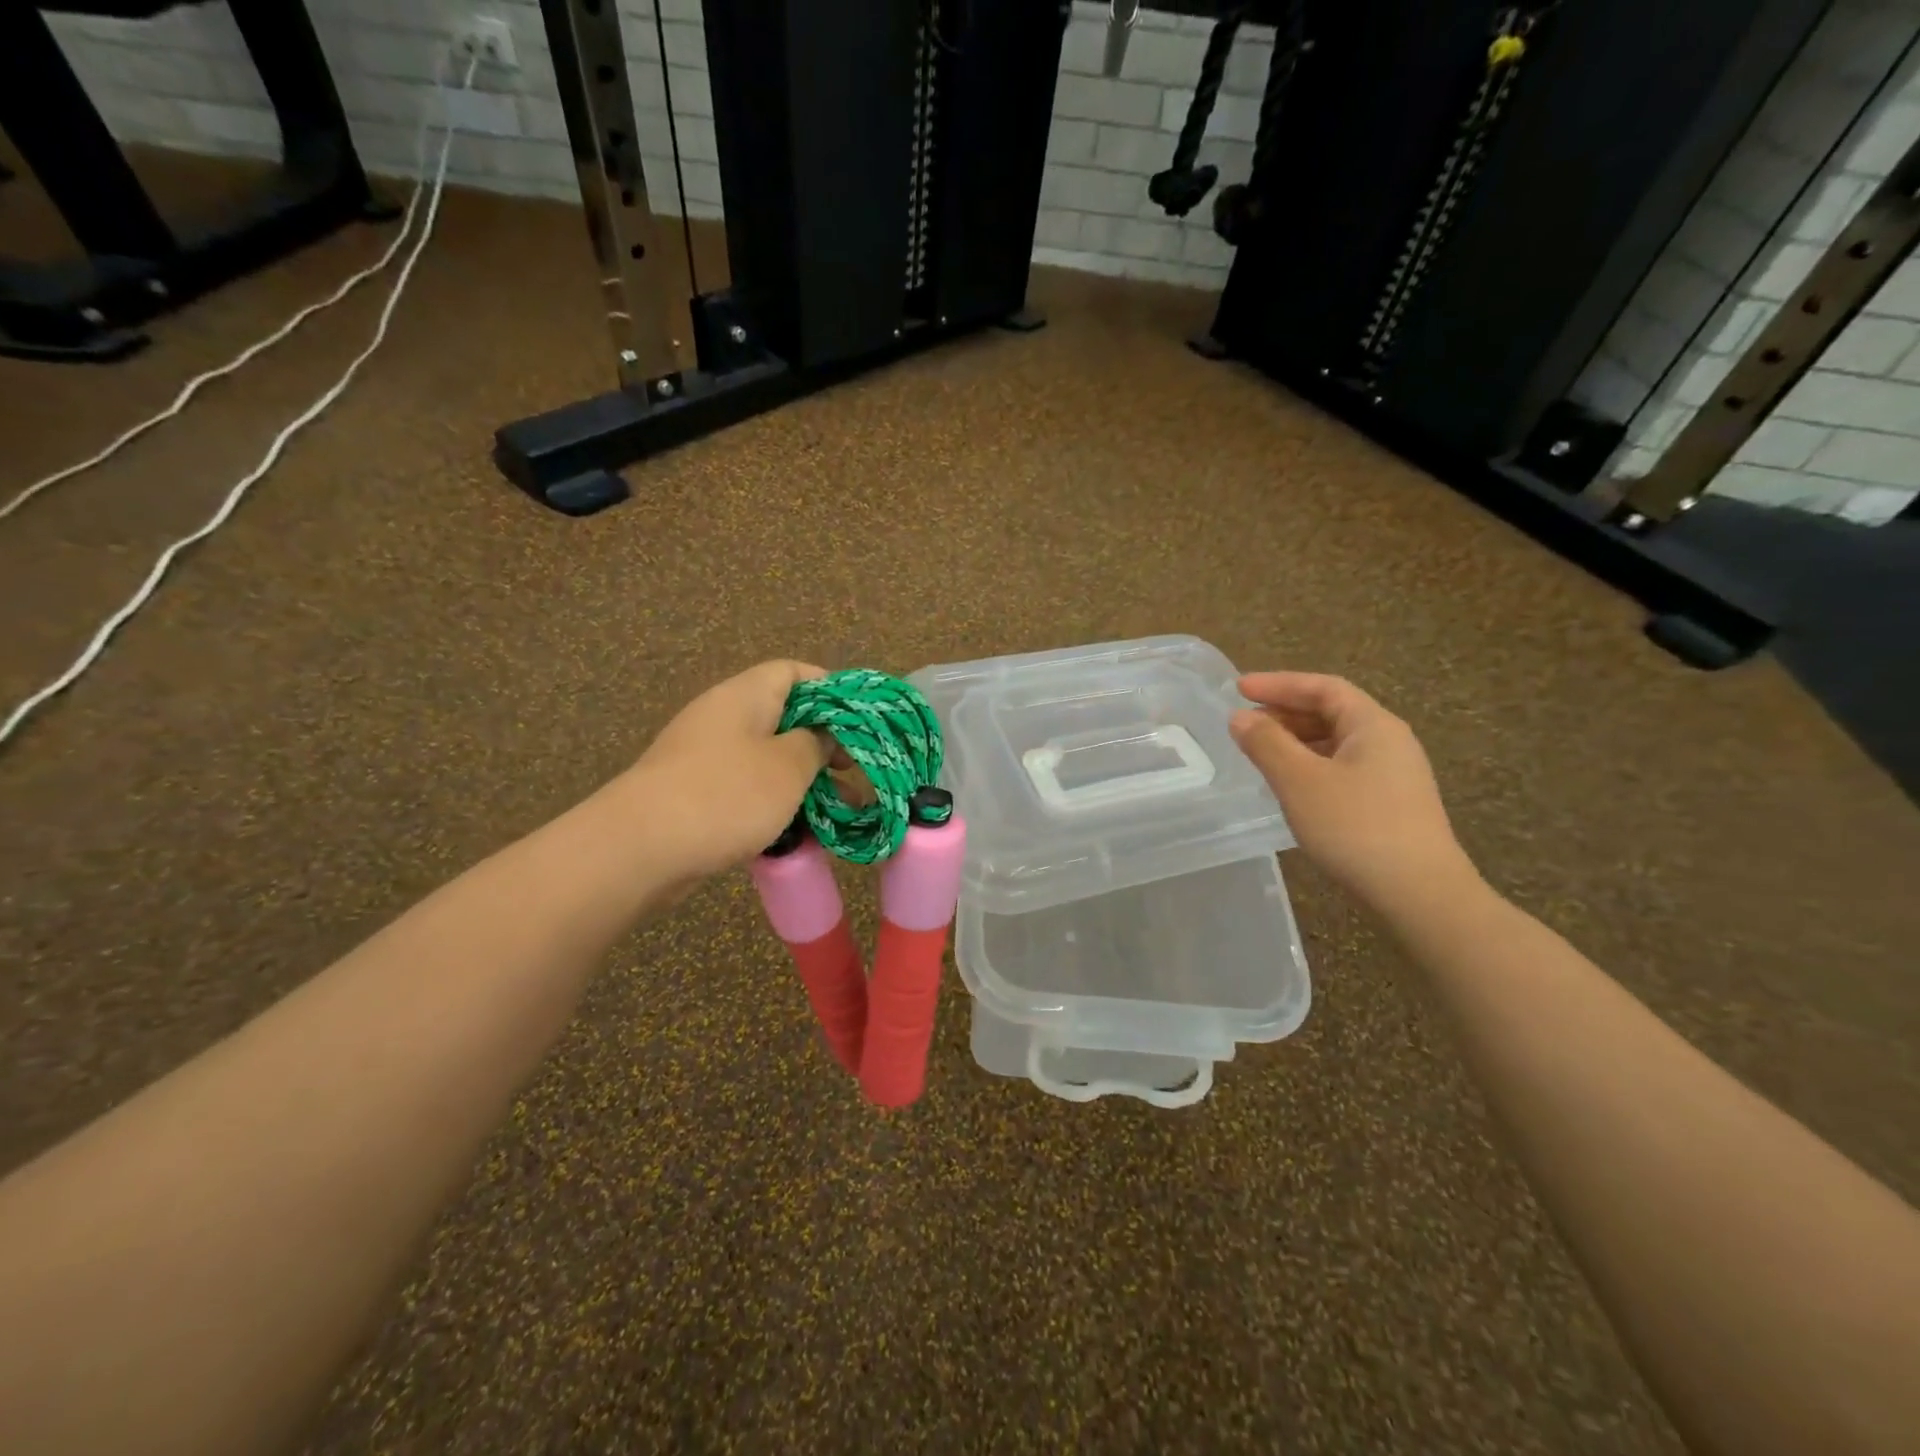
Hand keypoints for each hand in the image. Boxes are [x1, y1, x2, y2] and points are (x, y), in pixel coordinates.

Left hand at [626, 660, 834, 879]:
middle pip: (782, 715)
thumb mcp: (789, 766)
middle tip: (850, 769)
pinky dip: (774, 800)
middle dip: (822, 741)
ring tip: (836, 805)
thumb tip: (822, 735)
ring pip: (767, 755)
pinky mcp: (695, 792)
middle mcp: (722, 716)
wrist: (640, 848)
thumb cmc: (727, 794)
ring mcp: (704, 755)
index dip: (830, 689)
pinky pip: (745, 785)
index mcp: (745, 696)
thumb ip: (816, 743)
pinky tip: (796, 828)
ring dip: (802, 777)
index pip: (793, 671)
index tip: (859, 721)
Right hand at [1229, 672, 1477, 915]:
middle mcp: (1389, 741)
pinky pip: (1342, 767)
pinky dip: (1310, 764)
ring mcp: (1394, 774)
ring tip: (1260, 752)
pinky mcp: (1391, 803)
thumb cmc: (1356, 827)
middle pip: (1332, 711)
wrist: (1420, 894)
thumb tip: (1240, 717)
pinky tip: (1290, 785)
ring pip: (1336, 742)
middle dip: (1285, 712)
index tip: (1239, 688)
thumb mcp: (1300, 781)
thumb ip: (1266, 744)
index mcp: (1373, 725)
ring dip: (1296, 740)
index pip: (1323, 688)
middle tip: (1244, 723)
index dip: (1279, 683)